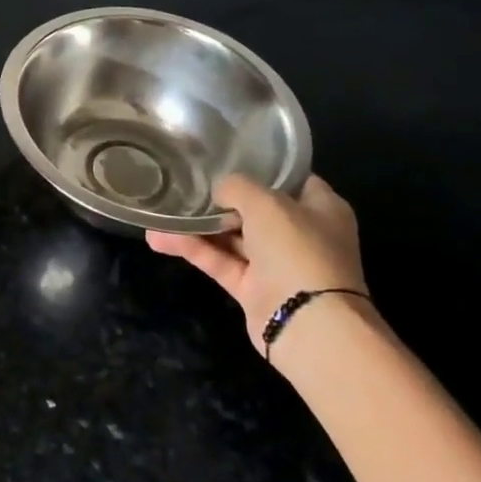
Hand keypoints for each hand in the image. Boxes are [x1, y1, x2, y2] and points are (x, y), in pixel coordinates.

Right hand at [147, 173, 366, 351]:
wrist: (309, 325)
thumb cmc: (298, 251)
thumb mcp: (267, 203)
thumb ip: (238, 187)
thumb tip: (220, 191)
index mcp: (321, 209)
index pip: (291, 179)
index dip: (261, 167)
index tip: (226, 156)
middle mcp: (301, 234)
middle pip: (255, 209)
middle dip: (220, 199)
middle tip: (185, 183)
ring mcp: (276, 264)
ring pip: (231, 237)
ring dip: (197, 227)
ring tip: (159, 213)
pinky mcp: (253, 288)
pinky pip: (219, 261)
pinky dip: (192, 249)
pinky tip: (159, 238)